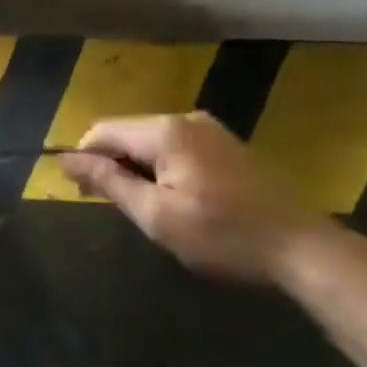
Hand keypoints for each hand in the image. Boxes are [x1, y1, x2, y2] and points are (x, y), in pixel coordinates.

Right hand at [60, 111, 327, 283]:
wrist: (301, 248)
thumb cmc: (222, 235)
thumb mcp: (156, 215)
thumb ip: (109, 181)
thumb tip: (65, 159)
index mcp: (164, 131)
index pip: (103, 131)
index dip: (84, 157)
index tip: (79, 192)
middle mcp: (184, 118)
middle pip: (127, 132)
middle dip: (110, 163)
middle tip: (108, 204)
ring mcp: (208, 129)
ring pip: (151, 140)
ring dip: (136, 166)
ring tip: (142, 205)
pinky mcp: (225, 144)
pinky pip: (176, 146)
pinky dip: (162, 166)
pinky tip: (174, 197)